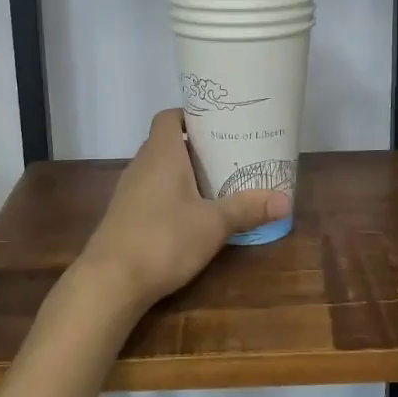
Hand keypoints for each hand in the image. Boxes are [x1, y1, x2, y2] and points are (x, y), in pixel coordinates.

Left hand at [75, 109, 291, 315]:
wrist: (110, 281)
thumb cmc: (164, 239)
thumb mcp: (213, 224)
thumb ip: (247, 208)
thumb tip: (287, 200)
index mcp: (161, 153)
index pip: (169, 116)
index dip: (192, 115)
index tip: (219, 124)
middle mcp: (141, 164)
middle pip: (168, 142)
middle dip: (197, 147)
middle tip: (230, 154)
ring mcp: (129, 191)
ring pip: (160, 169)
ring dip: (185, 173)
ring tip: (217, 183)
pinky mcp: (125, 216)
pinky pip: (152, 192)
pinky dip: (172, 195)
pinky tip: (192, 215)